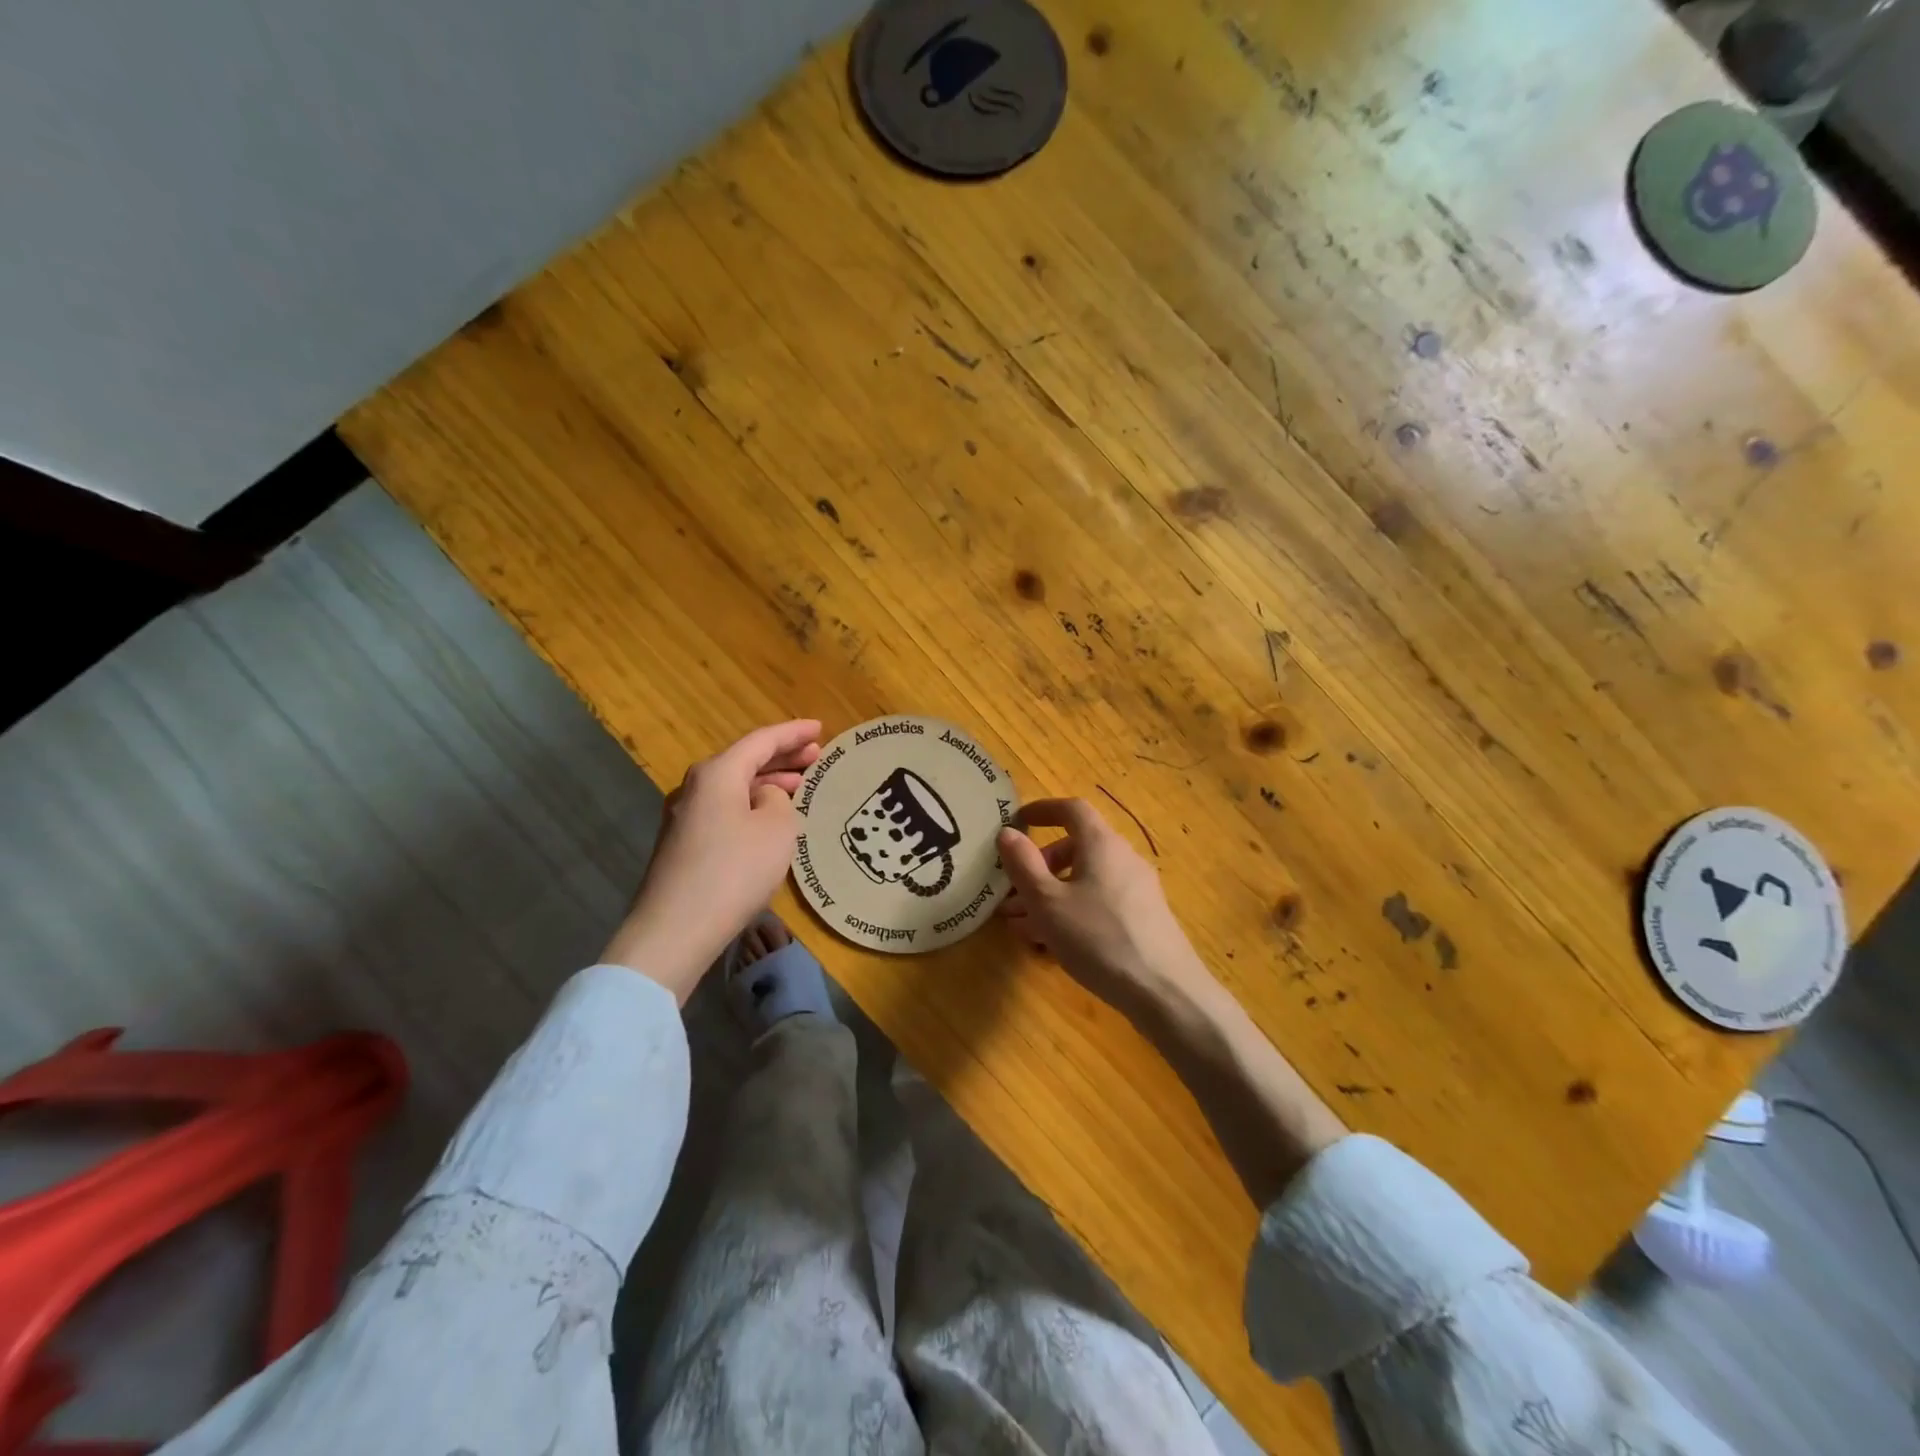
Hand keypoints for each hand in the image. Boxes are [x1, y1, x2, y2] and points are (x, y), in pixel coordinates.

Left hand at [601, 719, 821, 1000]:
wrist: (675, 929)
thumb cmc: (734, 870)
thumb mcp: (776, 829)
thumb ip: (778, 801)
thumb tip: (764, 798)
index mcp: (717, 773)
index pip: (761, 740)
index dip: (793, 732)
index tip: (820, 727)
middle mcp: (695, 787)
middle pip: (744, 761)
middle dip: (782, 756)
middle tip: (815, 755)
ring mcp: (684, 817)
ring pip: (734, 787)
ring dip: (767, 782)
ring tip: (799, 785)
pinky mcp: (682, 845)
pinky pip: (725, 810)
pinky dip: (751, 805)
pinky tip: (769, 819)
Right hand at [997, 798, 1216, 1021]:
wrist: (1164, 991)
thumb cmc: (1098, 938)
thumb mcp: (1047, 903)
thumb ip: (1023, 865)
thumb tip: (1007, 833)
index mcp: (1101, 844)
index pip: (1072, 809)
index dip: (1043, 809)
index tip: (1019, 820)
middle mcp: (1123, 858)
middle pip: (1077, 848)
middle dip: (1040, 866)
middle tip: (1013, 893)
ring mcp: (1138, 889)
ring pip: (1086, 880)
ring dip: (1052, 894)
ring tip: (1023, 926)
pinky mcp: (1144, 918)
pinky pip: (1100, 902)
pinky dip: (1073, 910)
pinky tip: (1055, 943)